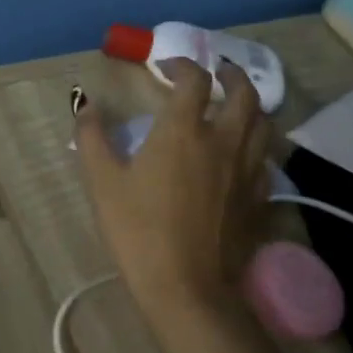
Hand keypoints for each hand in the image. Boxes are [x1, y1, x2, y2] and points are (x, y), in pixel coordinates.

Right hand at [76, 58, 272, 326]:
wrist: (186, 287)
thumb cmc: (138, 231)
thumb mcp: (102, 182)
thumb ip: (92, 137)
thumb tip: (86, 105)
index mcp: (184, 131)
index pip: (194, 80)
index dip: (182, 65)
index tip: (167, 67)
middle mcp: (223, 141)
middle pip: (244, 94)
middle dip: (231, 75)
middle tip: (218, 73)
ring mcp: (247, 171)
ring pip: (263, 124)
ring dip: (251, 106)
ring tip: (236, 106)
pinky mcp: (258, 199)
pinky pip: (266, 159)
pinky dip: (257, 144)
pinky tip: (244, 154)